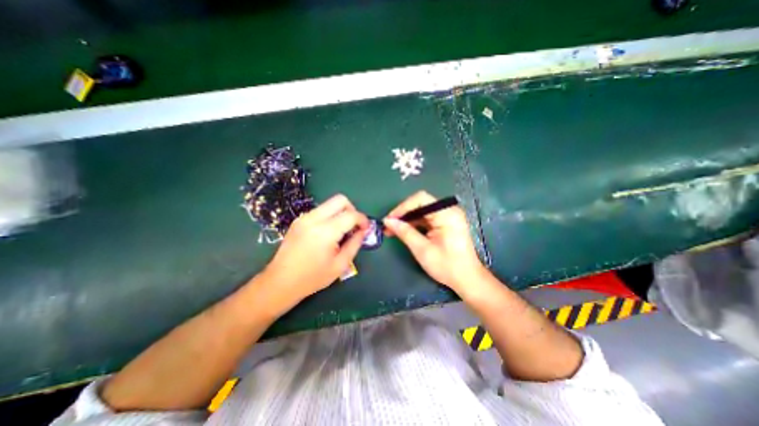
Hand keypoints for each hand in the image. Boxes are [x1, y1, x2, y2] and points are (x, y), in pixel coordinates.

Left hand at [254, 195, 368, 314]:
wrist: (280, 282)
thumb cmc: (312, 278)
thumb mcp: (340, 265)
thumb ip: (355, 244)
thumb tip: (363, 231)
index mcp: (325, 232)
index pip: (351, 215)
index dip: (363, 219)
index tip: (366, 228)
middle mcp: (313, 219)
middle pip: (340, 200)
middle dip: (352, 209)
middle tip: (354, 225)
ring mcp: (304, 218)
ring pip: (329, 204)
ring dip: (340, 213)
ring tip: (342, 231)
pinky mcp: (298, 220)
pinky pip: (320, 210)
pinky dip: (330, 216)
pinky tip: (329, 233)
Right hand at [386, 190, 486, 295]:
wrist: (467, 279)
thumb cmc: (446, 266)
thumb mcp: (422, 249)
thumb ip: (404, 232)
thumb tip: (388, 221)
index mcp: (446, 214)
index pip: (420, 199)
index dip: (402, 207)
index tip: (389, 220)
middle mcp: (448, 210)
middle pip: (420, 204)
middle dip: (403, 214)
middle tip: (388, 226)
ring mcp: (448, 216)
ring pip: (422, 211)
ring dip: (407, 219)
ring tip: (392, 230)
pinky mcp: (446, 223)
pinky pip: (427, 218)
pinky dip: (415, 224)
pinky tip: (404, 231)